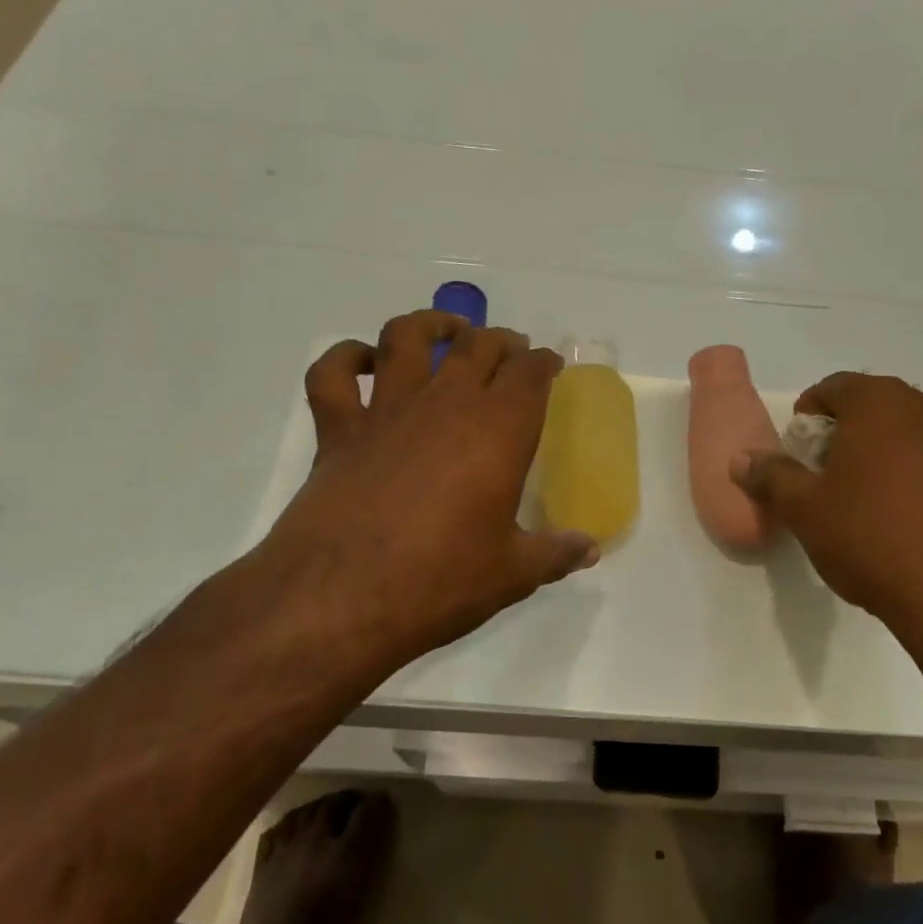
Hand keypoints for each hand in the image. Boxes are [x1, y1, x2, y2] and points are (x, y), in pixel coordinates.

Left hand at [235, 310, 597, 679]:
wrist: (340, 599)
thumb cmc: (439, 581)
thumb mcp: (511, 574)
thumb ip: (555, 554)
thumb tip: (589, 549)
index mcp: (499, 429)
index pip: (530, 373)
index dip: (544, 363)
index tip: (550, 366)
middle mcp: (446, 403)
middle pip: (479, 345)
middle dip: (501, 341)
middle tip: (510, 353)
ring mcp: (387, 411)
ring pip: (407, 337)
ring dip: (430, 324)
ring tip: (447, 331)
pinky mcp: (338, 430)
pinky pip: (333, 375)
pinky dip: (344, 358)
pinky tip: (361, 361)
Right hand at [731, 373, 922, 642]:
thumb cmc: (871, 537)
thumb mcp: (804, 509)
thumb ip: (770, 476)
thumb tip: (742, 459)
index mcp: (881, 402)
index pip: (832, 387)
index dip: (806, 417)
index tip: (796, 453)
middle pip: (871, 407)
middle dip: (841, 435)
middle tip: (821, 477)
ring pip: (906, 434)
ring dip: (878, 454)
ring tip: (860, 502)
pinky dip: (910, 476)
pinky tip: (900, 520)